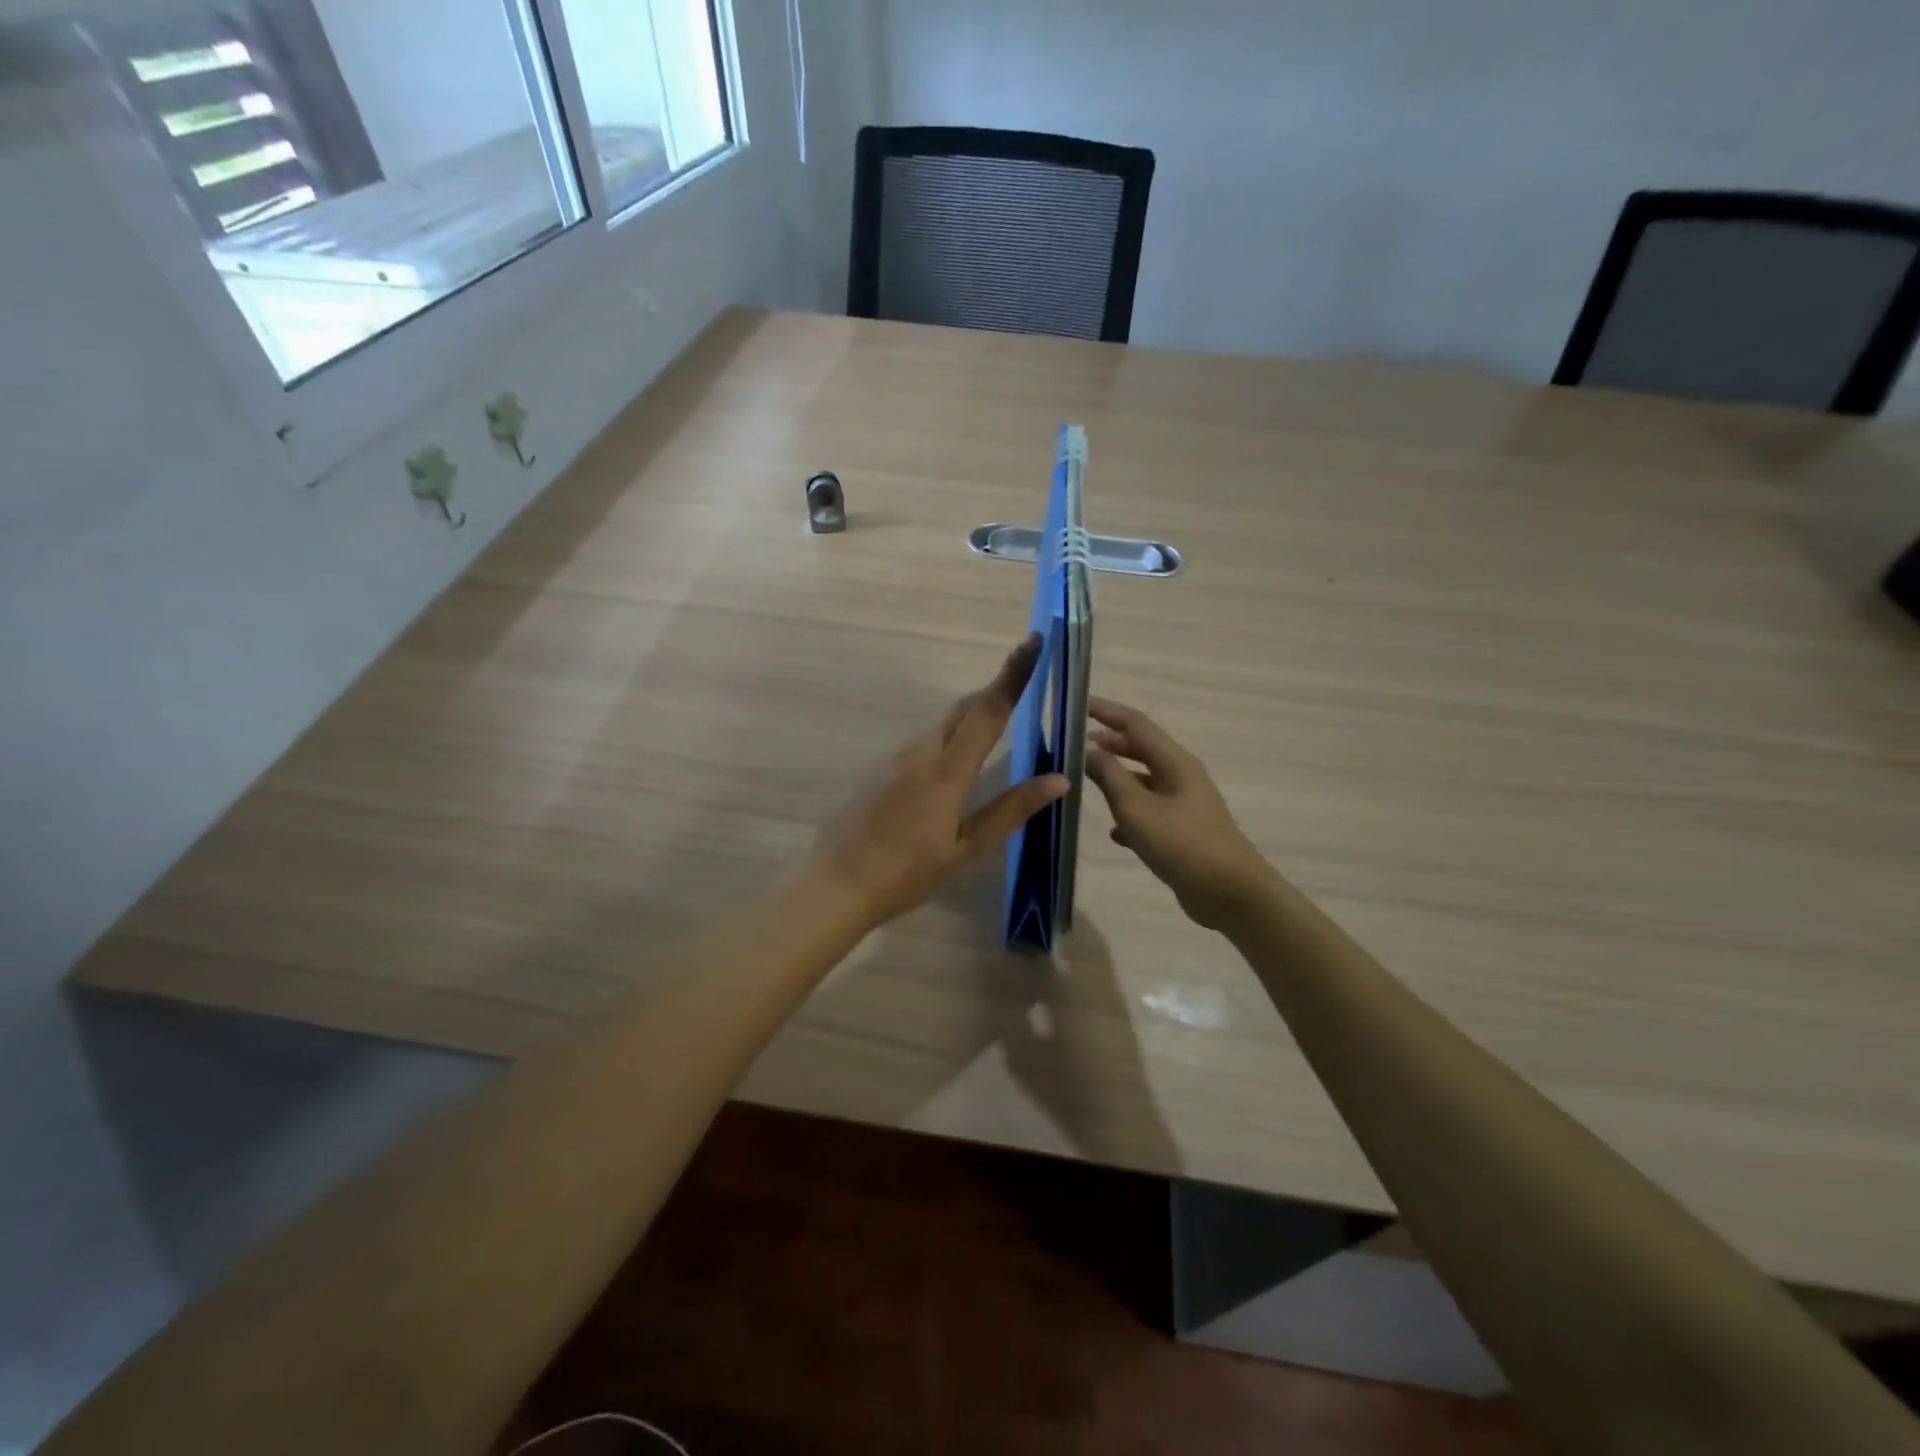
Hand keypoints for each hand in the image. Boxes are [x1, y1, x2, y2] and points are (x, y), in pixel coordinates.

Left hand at [810, 635, 1068, 928]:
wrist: (837, 884)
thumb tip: (1058, 779)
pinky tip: (950, 772)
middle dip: (994, 693)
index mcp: (947, 769)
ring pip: (941, 727)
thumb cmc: (908, 872)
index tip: (1032, 641)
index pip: (988, 710)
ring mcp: (894, 758)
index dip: (1013, 674)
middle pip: (963, 709)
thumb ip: (1012, 809)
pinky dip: (946, 743)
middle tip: (1023, 689)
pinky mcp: (878, 769)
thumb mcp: (967, 848)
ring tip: (994, 735)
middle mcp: (920, 751)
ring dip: (969, 721)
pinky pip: (921, 745)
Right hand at [1085, 697, 1271, 930]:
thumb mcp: (1136, 808)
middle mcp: (1181, 776)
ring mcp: (1184, 804)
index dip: (1106, 712)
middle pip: (1141, 749)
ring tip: (1086, 779)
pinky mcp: (1183, 832)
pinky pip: (1150, 811)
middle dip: (1109, 742)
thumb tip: (1088, 750)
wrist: (1229, 893)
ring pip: (1144, 781)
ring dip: (1117, 776)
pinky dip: (1129, 812)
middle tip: (1076, 742)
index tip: (1078, 705)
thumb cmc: (1181, 844)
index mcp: (1174, 762)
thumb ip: (1109, 776)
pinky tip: (1114, 831)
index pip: (1135, 724)